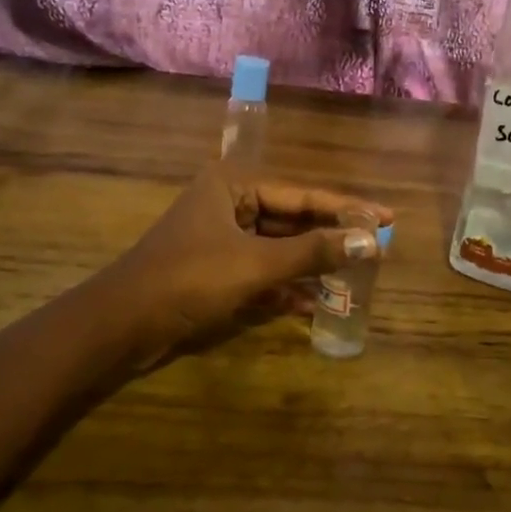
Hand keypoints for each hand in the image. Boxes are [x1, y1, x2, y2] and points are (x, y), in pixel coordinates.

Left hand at [104, 165, 391, 352]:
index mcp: (233, 185)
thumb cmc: (189, 280)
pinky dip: (286, 287)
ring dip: (312, 266)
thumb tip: (371, 241)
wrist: (121, 326)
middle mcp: (229, 204)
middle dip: (331, 239)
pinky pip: (262, 272)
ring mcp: (221, 239)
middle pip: (293, 220)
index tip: (389, 218)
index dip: (348, 208)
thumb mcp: (256, 264)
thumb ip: (313, 253)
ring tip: (355, 279)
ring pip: (279, 248)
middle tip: (376, 251)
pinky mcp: (216, 272)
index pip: (304, 194)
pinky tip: (316, 304)